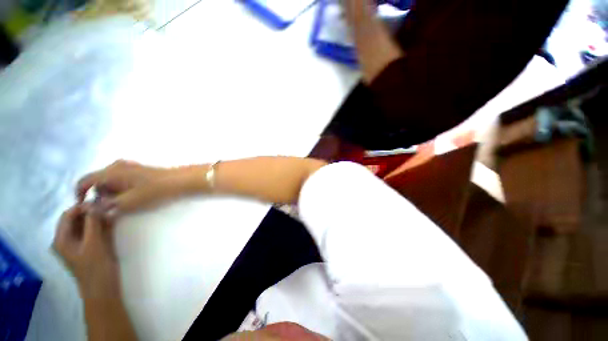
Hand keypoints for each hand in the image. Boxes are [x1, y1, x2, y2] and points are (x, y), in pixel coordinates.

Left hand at [54, 204, 138, 340]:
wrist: (103, 289)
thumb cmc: (95, 267)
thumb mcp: (94, 243)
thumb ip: (93, 222)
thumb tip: (95, 202)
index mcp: (61, 239)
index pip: (68, 214)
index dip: (82, 206)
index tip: (100, 203)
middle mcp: (66, 239)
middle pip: (76, 218)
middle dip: (91, 212)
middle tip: (108, 208)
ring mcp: (77, 243)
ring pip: (85, 224)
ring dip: (97, 218)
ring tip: (111, 215)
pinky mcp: (88, 246)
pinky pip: (92, 230)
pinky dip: (101, 225)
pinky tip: (111, 222)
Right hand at [77, 160, 197, 217]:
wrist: (181, 181)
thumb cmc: (155, 192)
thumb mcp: (128, 203)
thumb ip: (106, 207)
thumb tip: (91, 209)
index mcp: (111, 172)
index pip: (85, 181)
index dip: (79, 194)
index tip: (84, 207)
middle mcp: (117, 165)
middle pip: (98, 181)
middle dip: (99, 196)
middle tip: (109, 209)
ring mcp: (130, 166)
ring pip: (111, 181)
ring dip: (112, 193)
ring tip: (123, 205)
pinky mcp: (140, 170)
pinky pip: (122, 180)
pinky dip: (122, 189)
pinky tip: (132, 197)